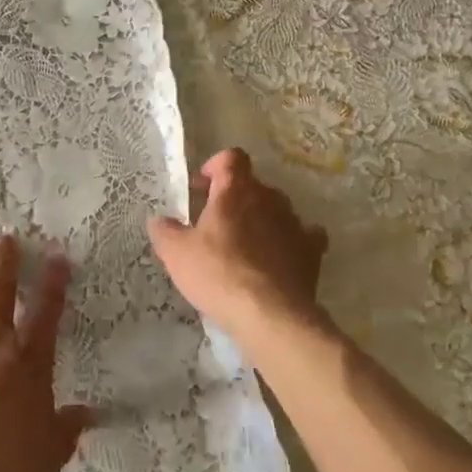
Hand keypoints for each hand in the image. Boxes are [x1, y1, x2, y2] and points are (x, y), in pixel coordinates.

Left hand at [0, 235, 92, 471]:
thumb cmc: (14, 469)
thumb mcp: (53, 450)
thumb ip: (69, 427)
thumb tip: (87, 415)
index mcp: (30, 361)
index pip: (47, 311)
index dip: (54, 281)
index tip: (57, 257)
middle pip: (0, 294)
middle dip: (4, 263)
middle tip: (3, 238)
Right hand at [147, 149, 328, 338]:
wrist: (269, 313)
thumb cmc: (218, 274)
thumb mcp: (177, 254)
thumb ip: (165, 231)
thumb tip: (159, 220)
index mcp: (235, 190)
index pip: (231, 158)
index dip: (216, 166)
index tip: (202, 187)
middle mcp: (269, 197)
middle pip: (252, 185)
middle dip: (235, 198)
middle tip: (215, 224)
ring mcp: (295, 222)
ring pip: (276, 209)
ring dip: (261, 219)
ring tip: (244, 247)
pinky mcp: (312, 249)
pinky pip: (303, 235)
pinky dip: (290, 241)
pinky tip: (280, 257)